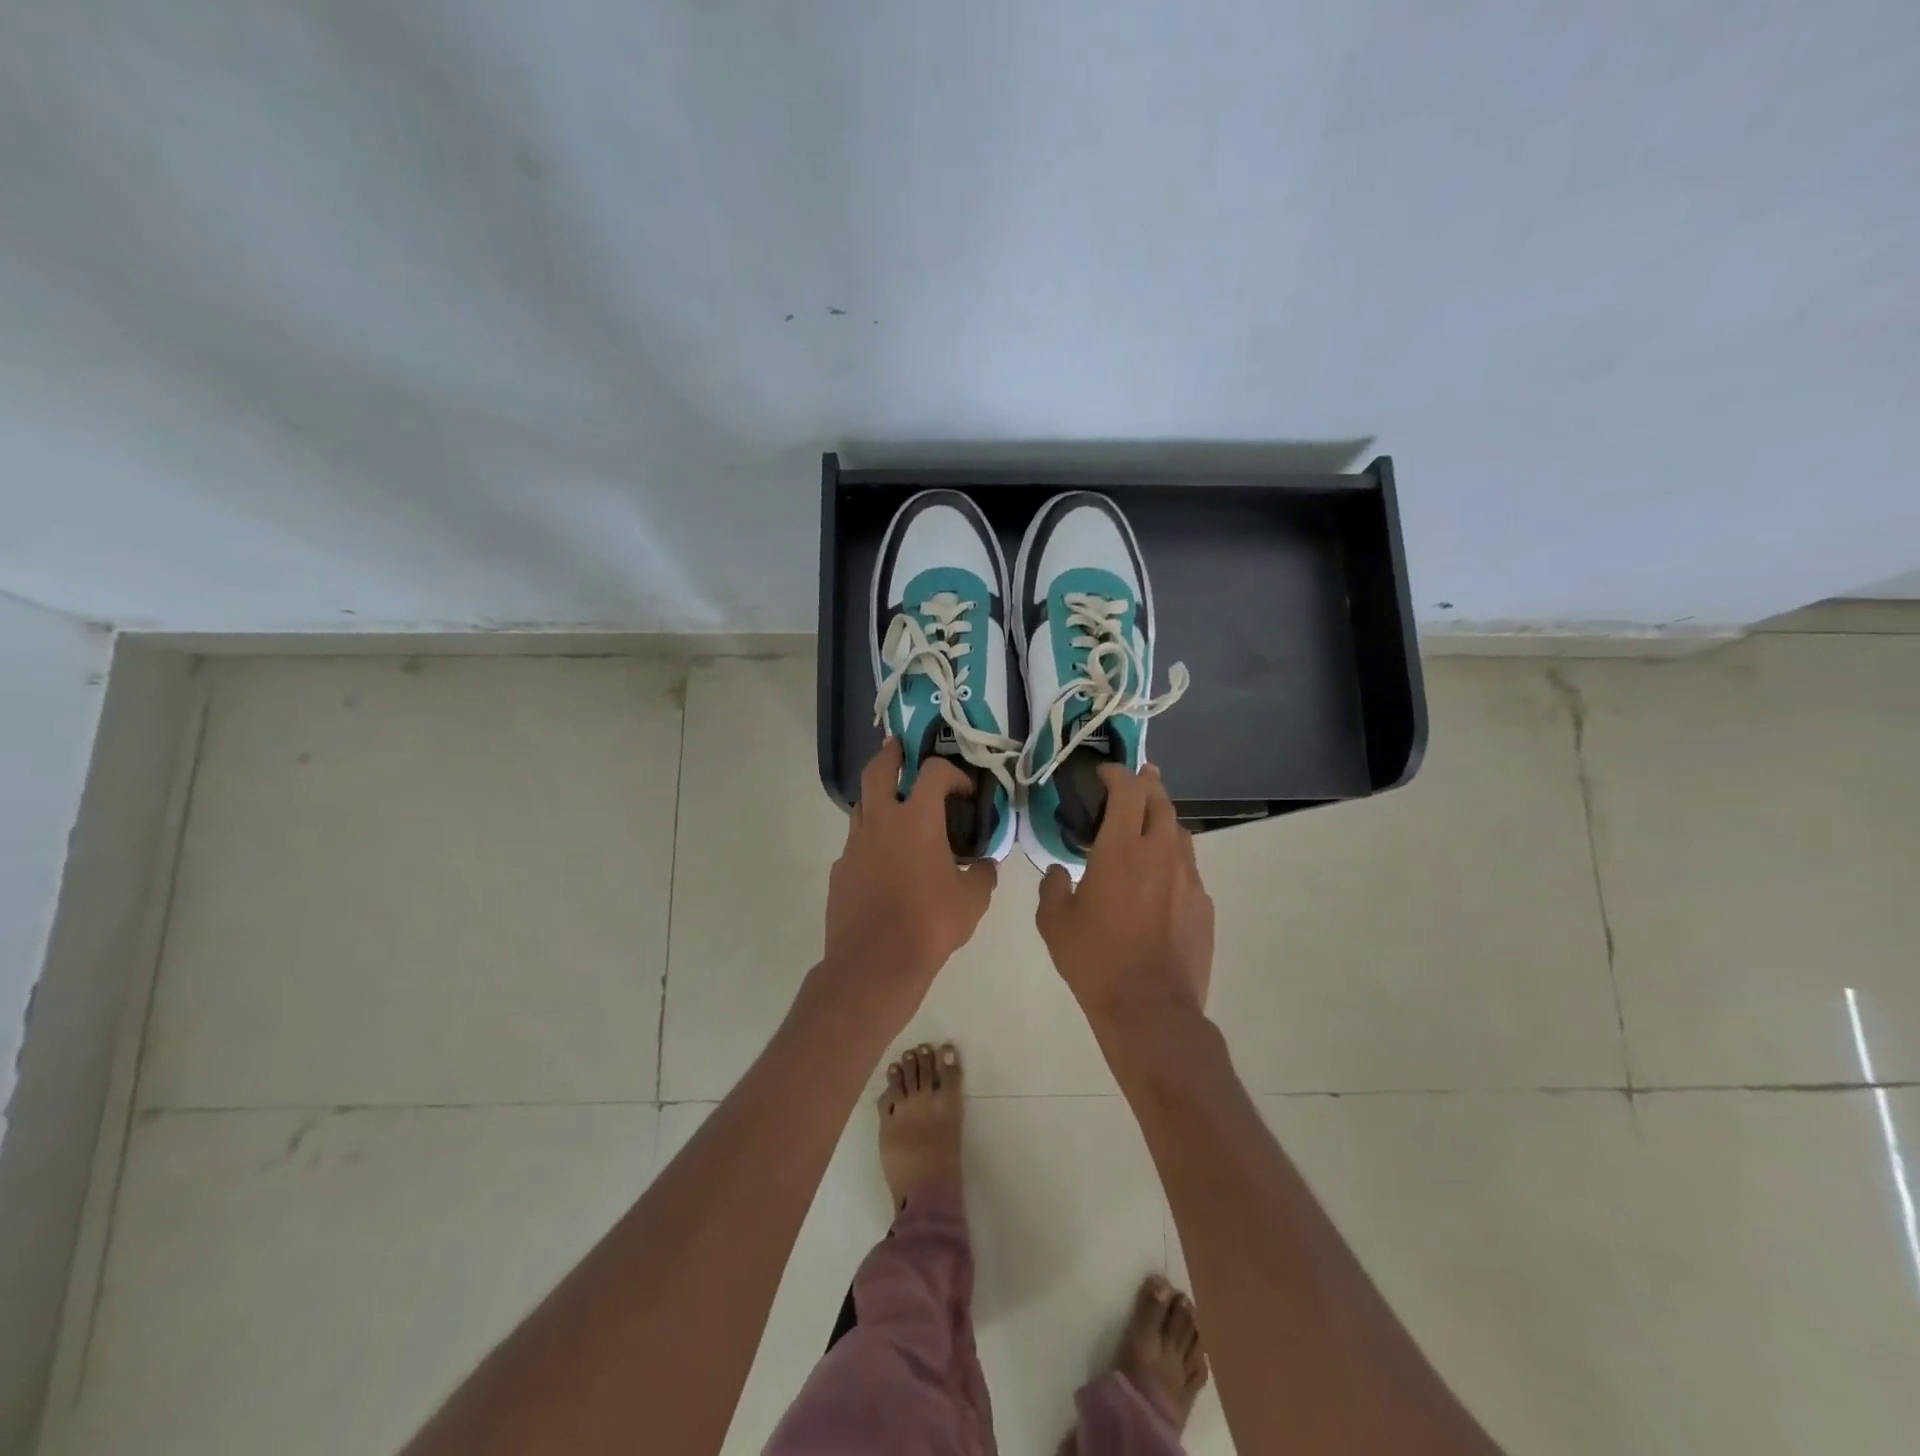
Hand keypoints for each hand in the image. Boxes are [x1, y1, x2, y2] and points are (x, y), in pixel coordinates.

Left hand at [822, 738, 997, 1024]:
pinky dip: (871, 841)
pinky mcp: (840, 870)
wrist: (874, 963)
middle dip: (890, 755)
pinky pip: (856, 843)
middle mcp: (881, 822)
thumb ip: (983, 875)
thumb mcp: (972, 901)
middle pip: (878, 771)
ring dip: (878, 798)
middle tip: (899, 749)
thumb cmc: (930, 924)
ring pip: (862, 805)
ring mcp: (855, 845)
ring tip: (895, 808)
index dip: (951, 772)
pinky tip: (885, 863)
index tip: (964, 789)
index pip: (933, 772)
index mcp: (917, 820)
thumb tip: (987, 865)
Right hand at [1036, 764, 1213, 1025]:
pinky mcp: (1204, 904)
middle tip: (1134, 780)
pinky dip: (1172, 858)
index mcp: (1120, 850)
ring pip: (1179, 831)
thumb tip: (1058, 873)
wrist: (1150, 1008)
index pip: (1127, 791)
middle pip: (1161, 801)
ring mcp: (1188, 878)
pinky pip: (1188, 867)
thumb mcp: (1054, 923)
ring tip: (1147, 824)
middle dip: (1147, 783)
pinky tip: (1159, 878)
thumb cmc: (1095, 961)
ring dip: (1162, 819)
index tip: (1104, 772)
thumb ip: (1052, 887)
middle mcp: (1160, 854)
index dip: (1117, 773)